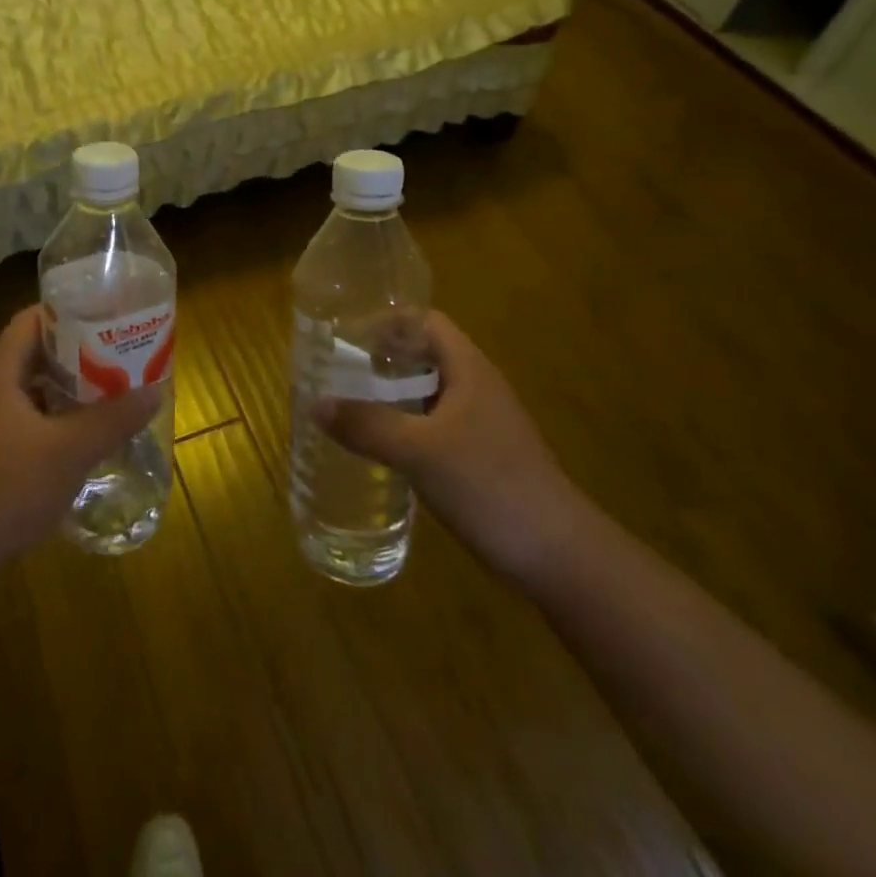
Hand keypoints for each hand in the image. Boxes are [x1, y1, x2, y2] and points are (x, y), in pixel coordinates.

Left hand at [0, 306, 163, 586]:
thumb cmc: (8, 488)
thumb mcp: (69, 451)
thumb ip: (113, 419)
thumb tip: (156, 390)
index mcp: (2, 375)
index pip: (30, 321)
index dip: (64, 310)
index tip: (103, 312)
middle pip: (38, 352)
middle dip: (79, 348)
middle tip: (120, 349)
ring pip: (39, 387)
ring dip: (74, 384)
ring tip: (115, 384)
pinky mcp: (0, 452)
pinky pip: (38, 417)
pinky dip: (64, 414)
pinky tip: (92, 429)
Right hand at [316, 311, 586, 581]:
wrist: (559, 556)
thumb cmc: (490, 485)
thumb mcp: (419, 452)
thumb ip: (367, 426)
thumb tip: (315, 403)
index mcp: (468, 369)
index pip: (425, 321)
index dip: (387, 321)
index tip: (346, 335)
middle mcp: (477, 388)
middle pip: (424, 355)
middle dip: (381, 359)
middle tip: (338, 372)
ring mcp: (483, 425)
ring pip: (428, 394)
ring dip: (391, 395)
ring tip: (349, 406)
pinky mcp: (482, 458)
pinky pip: (434, 427)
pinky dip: (405, 427)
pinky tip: (382, 449)